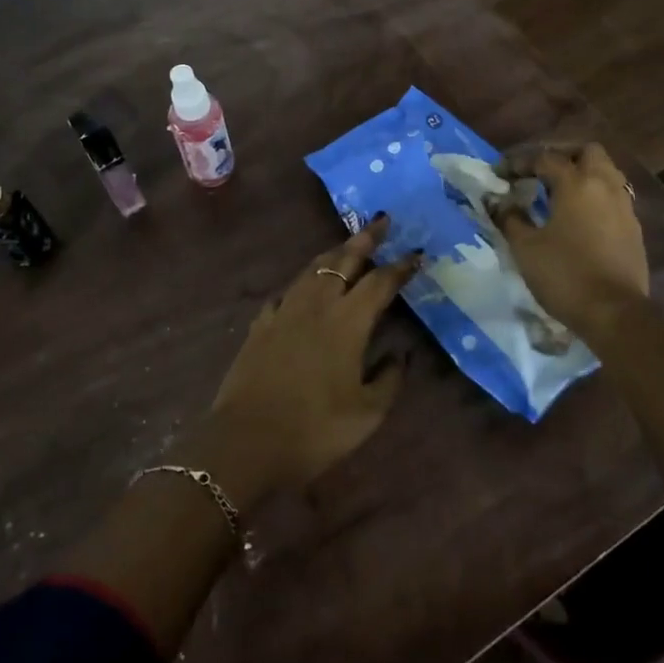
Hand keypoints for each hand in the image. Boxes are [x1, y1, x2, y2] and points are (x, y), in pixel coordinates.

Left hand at [208, 216, 421, 497]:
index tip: (416, 253)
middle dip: (366, 239)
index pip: (380, 282)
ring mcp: (285, 311)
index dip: (400, 266)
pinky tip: (303, 288)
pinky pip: (286, 291)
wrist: (247, 442)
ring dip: (334, 253)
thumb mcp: (367, 413)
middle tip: (382, 221)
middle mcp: (317, 305)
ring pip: (312, 269)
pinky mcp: (261, 324)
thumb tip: (401, 353)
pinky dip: (302, 283)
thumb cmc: (315, 429)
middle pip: (343, 260)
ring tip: (347, 246)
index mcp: (348, 322)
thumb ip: (389, 378)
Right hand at [492, 143, 648, 335]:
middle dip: (562, 155)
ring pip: (606, 172)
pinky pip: (613, 196)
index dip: (519, 162)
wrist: (615, 313)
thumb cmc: (565, 275)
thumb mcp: (526, 247)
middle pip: (587, 152)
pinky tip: (579, 215)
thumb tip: (498, 202)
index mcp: (576, 183)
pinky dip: (595, 195)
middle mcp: (604, 186)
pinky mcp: (633, 229)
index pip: (545, 158)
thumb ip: (510, 218)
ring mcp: (624, 207)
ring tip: (558, 191)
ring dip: (582, 173)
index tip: (500, 173)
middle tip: (539, 171)